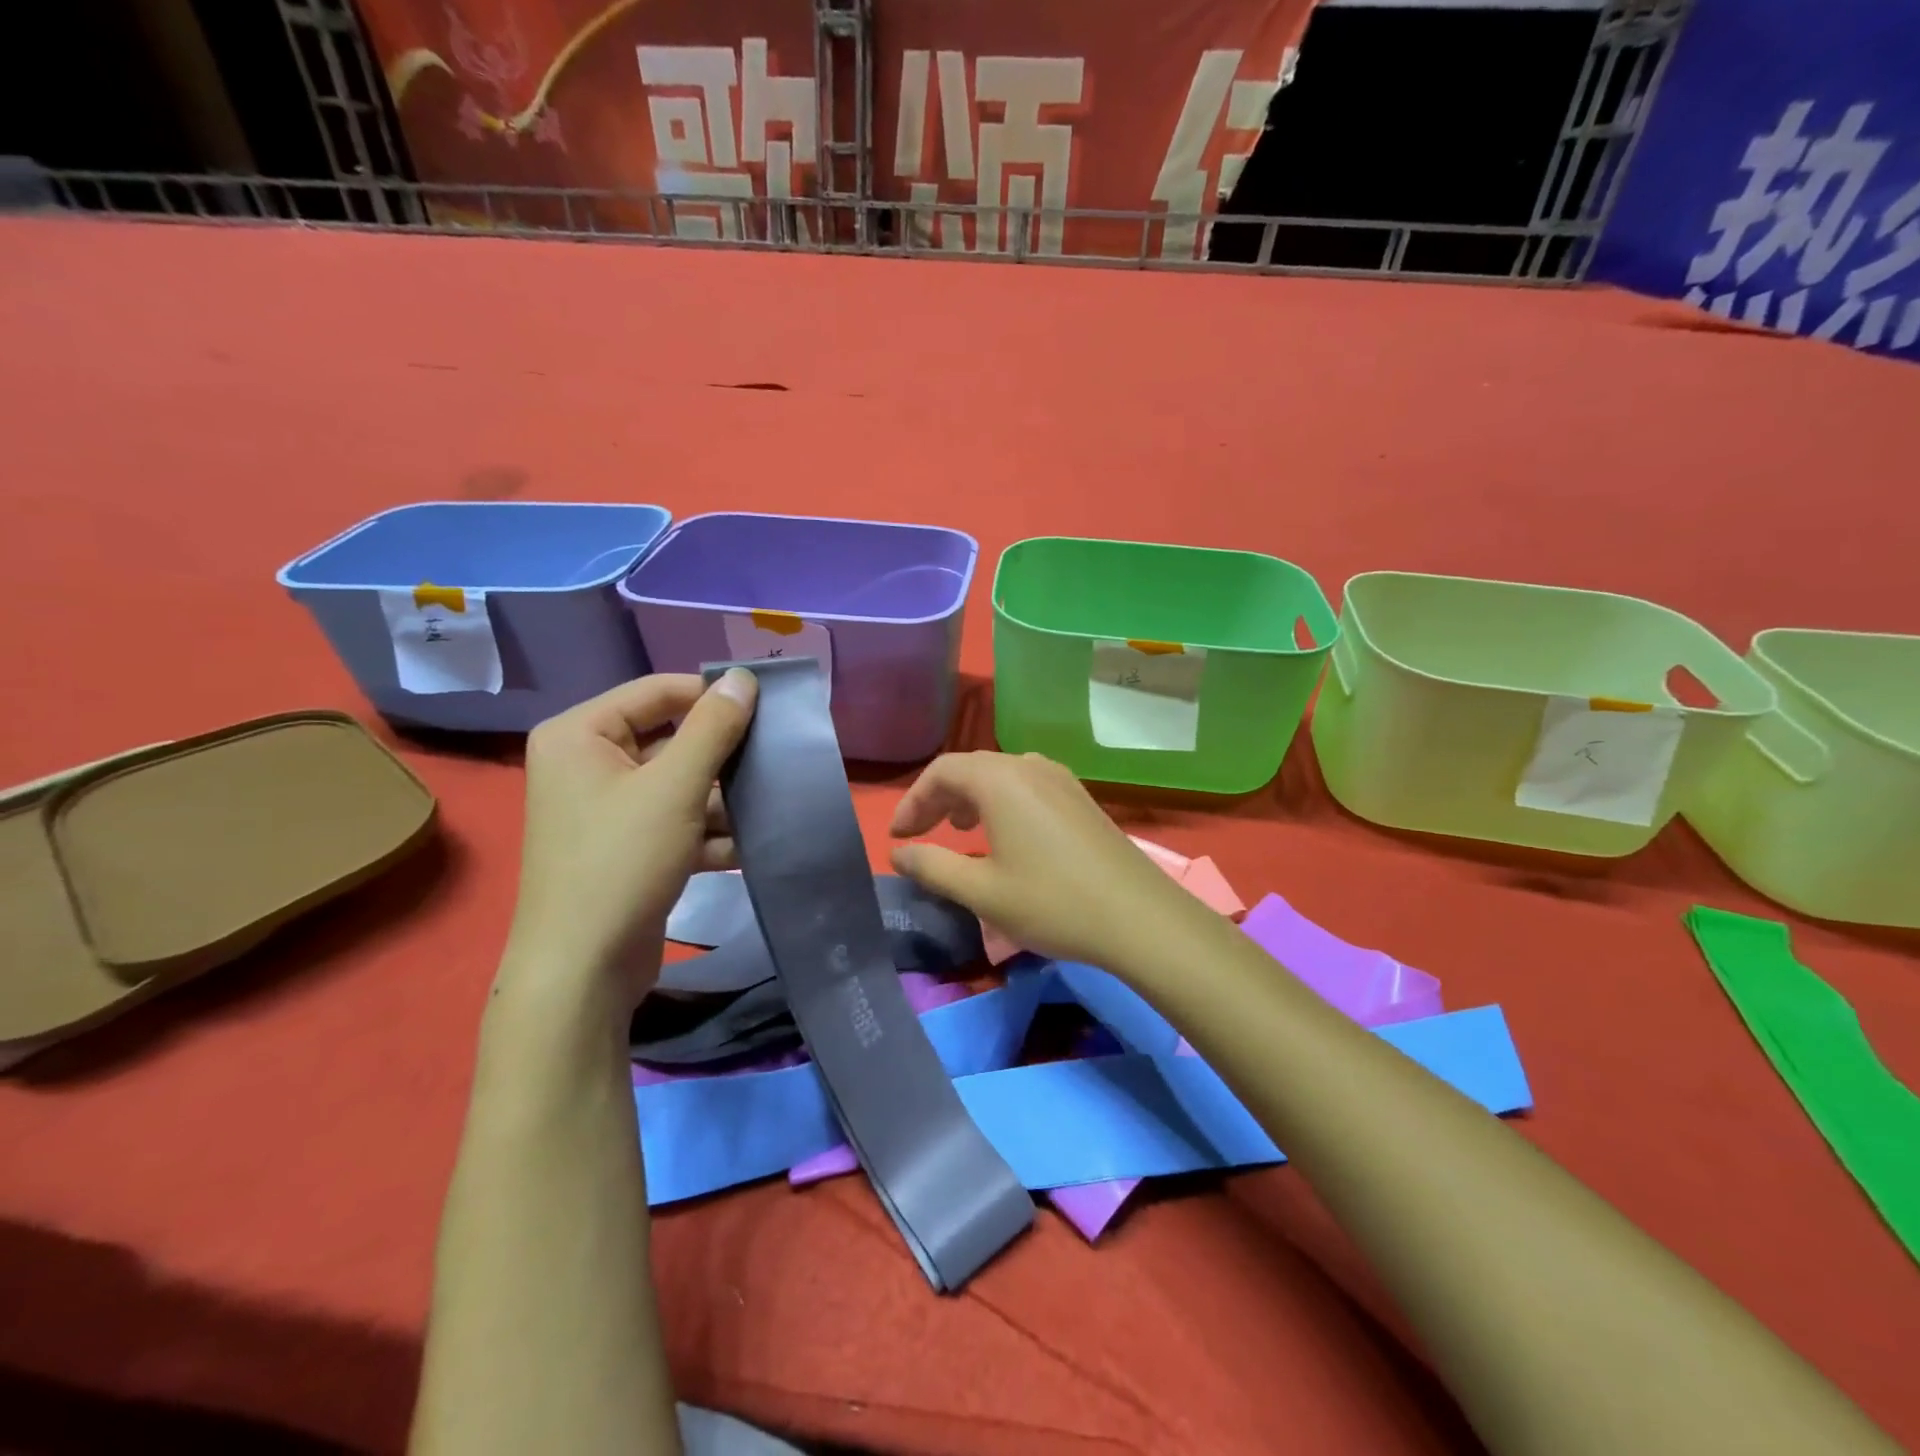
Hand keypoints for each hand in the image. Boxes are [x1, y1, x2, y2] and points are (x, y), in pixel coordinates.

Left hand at [501, 670, 757, 1009]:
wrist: (583, 971)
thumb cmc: (620, 862)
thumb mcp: (674, 787)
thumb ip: (713, 728)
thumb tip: (743, 676)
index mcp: (581, 735)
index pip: (657, 692)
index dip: (712, 695)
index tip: (768, 706)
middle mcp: (589, 765)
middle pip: (672, 740)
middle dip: (724, 753)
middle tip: (777, 752)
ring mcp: (609, 810)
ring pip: (681, 785)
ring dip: (725, 797)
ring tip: (775, 799)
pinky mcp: (630, 848)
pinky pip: (678, 822)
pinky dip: (712, 832)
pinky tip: (754, 842)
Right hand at [888, 751, 1203, 969]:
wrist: (1138, 917)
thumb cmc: (1051, 902)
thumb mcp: (982, 891)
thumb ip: (933, 867)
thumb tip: (900, 853)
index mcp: (1000, 780)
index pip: (942, 772)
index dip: (913, 801)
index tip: (898, 836)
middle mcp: (1029, 766)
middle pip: (970, 768)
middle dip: (938, 799)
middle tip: (919, 834)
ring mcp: (1060, 779)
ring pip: (1001, 775)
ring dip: (971, 798)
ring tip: (958, 830)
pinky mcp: (1079, 797)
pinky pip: (1027, 785)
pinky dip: (1001, 802)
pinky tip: (1004, 834)